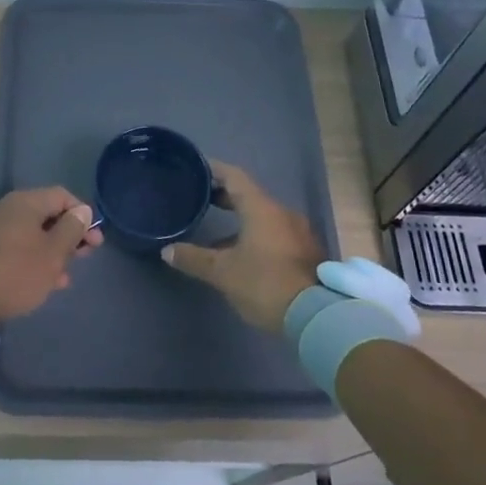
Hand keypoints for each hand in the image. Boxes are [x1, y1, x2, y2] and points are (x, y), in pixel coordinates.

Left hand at [0, 187, 100, 323]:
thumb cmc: (19, 270)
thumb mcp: (53, 252)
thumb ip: (71, 229)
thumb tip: (82, 210)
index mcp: (26, 202)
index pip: (62, 196)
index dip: (82, 214)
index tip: (94, 239)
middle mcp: (8, 208)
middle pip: (47, 215)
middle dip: (69, 235)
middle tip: (86, 255)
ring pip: (33, 234)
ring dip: (53, 251)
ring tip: (66, 275)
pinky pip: (18, 247)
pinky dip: (34, 259)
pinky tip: (46, 281)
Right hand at [162, 161, 322, 331]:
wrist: (317, 316)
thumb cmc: (265, 283)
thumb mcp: (223, 272)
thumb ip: (194, 258)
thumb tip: (168, 250)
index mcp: (261, 208)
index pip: (234, 176)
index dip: (214, 169)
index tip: (196, 168)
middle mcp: (282, 212)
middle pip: (249, 195)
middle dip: (225, 197)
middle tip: (201, 200)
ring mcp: (298, 232)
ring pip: (263, 217)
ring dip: (240, 220)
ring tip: (217, 233)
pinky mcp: (306, 252)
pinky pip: (275, 234)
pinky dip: (255, 235)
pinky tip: (242, 255)